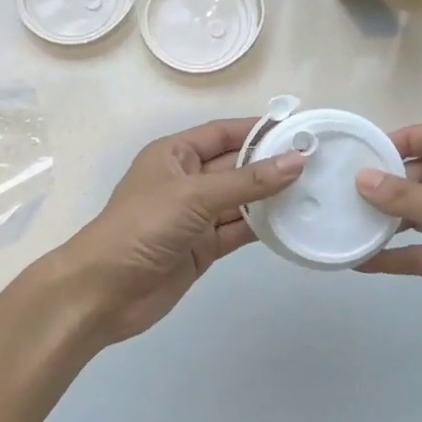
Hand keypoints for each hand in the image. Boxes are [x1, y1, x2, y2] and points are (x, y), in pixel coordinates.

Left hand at [48, 117, 304, 346]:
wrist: (102, 292)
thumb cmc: (142, 228)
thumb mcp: (194, 196)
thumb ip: (247, 181)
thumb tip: (297, 160)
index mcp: (174, 154)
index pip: (223, 133)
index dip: (259, 129)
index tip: (300, 129)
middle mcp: (186, 180)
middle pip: (236, 165)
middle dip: (272, 164)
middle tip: (319, 162)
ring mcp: (195, 216)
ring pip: (240, 200)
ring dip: (271, 197)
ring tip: (316, 190)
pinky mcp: (202, 247)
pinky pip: (238, 230)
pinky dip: (262, 227)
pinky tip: (293, 222)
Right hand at [356, 122, 421, 381]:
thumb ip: (409, 197)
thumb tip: (363, 178)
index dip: (407, 138)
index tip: (368, 152)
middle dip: (388, 181)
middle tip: (347, 190)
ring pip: (417, 215)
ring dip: (386, 218)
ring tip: (348, 222)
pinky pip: (417, 252)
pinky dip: (392, 255)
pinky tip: (362, 261)